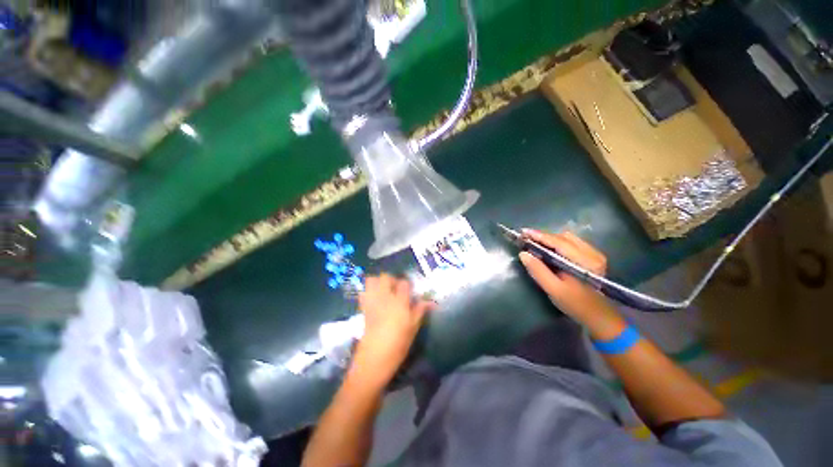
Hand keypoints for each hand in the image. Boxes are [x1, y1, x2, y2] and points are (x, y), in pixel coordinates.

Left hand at [353, 274, 433, 383]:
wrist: (374, 360)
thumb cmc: (398, 345)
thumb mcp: (413, 329)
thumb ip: (420, 311)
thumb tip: (431, 302)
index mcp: (399, 303)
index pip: (404, 283)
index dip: (407, 285)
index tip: (409, 292)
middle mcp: (384, 298)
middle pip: (385, 277)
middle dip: (391, 280)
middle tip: (396, 290)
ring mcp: (372, 302)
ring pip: (372, 280)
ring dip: (378, 283)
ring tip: (384, 292)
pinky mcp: (363, 308)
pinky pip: (363, 292)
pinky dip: (368, 291)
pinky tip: (374, 300)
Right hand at [518, 229, 612, 322]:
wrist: (599, 316)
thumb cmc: (575, 304)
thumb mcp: (553, 289)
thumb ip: (538, 270)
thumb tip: (523, 253)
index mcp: (584, 261)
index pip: (558, 242)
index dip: (539, 236)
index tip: (523, 232)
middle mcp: (592, 253)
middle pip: (564, 237)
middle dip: (543, 236)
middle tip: (526, 239)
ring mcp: (594, 254)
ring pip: (568, 238)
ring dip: (550, 239)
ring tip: (535, 243)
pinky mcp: (593, 256)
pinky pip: (573, 243)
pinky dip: (558, 243)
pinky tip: (549, 249)